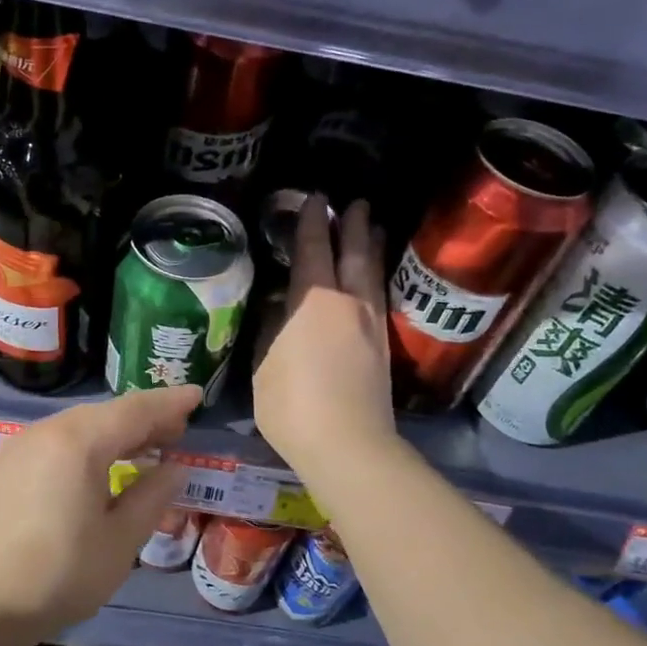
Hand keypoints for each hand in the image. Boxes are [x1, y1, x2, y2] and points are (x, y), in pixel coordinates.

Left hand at [0, 385, 199, 645]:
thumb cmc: (54, 576)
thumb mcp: (118, 543)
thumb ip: (150, 498)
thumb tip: (175, 469)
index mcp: (79, 442)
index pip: (136, 410)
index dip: (170, 403)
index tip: (197, 396)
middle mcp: (45, 432)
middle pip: (104, 415)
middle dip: (143, 419)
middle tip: (174, 431)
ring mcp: (14, 449)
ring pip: (75, 429)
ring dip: (110, 435)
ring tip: (136, 452)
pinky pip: (50, 446)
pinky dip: (80, 450)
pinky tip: (87, 474)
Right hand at [253, 195, 395, 472]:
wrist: (349, 445)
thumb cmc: (293, 405)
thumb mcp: (264, 366)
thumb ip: (271, 330)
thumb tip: (278, 306)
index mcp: (313, 301)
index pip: (314, 249)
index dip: (312, 222)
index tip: (315, 199)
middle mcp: (347, 302)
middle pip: (354, 252)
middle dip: (353, 225)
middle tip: (355, 202)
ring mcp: (370, 324)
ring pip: (372, 273)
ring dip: (371, 246)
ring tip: (373, 227)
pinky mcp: (382, 346)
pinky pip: (379, 296)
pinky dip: (376, 276)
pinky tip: (374, 278)